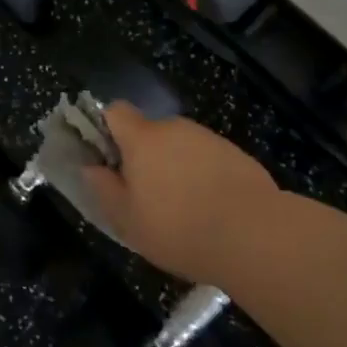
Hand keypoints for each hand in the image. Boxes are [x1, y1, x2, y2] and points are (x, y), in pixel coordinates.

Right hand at [80, 102, 280, 285]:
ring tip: (185, 209)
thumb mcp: (128, 220)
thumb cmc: (179, 228)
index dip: (107, 128)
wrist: (256, 236)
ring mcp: (208, 139)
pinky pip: (208, 159)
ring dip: (176, 167)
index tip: (108, 158)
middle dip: (145, 156)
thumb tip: (90, 167)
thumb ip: (104, 189)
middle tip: (147, 195)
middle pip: (150, 131)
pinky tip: (213, 211)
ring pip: (180, 146)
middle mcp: (174, 128)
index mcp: (142, 138)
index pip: (115, 110)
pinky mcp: (237, 155)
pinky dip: (204, 177)